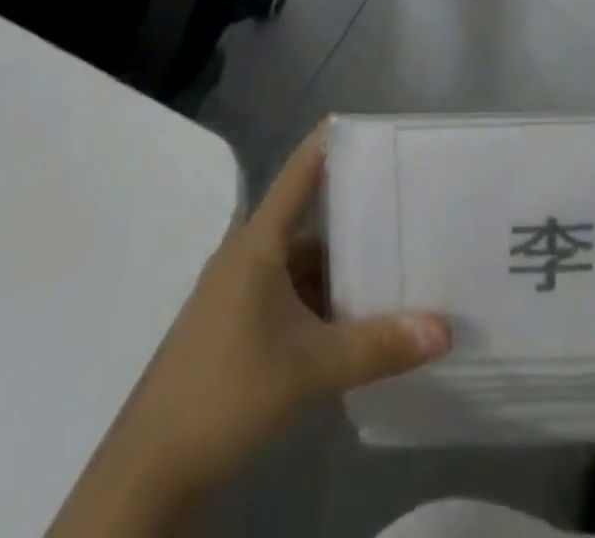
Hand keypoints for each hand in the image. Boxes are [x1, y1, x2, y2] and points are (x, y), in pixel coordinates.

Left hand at [47, 127, 452, 537]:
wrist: (150, 470)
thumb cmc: (227, 393)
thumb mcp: (311, 368)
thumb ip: (379, 346)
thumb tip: (443, 329)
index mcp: (258, 243)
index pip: (299, 172)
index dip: (330, 142)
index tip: (368, 124)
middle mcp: (246, 255)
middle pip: (307, 217)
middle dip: (353, 210)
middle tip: (401, 199)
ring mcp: (237, 290)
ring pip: (299, 259)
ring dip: (338, 262)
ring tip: (390, 257)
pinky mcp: (235, 323)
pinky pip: (288, 290)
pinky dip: (320, 295)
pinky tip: (352, 313)